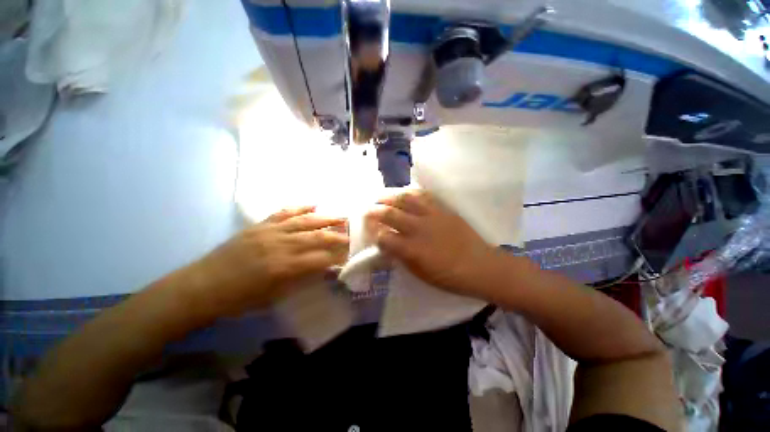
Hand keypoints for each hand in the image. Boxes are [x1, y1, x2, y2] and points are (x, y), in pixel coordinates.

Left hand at [185, 207, 348, 317]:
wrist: (202, 286)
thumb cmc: (239, 299)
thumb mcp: (274, 296)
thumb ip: (301, 279)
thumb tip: (322, 269)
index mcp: (284, 267)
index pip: (320, 259)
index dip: (338, 257)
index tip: (351, 254)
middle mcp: (281, 245)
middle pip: (317, 237)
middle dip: (338, 235)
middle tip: (352, 233)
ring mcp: (270, 232)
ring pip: (304, 221)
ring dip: (326, 218)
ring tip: (341, 216)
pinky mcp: (260, 225)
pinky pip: (283, 212)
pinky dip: (300, 207)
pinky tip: (313, 204)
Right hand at [366, 190, 500, 299]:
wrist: (481, 266)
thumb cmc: (449, 276)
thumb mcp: (421, 274)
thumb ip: (402, 257)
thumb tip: (388, 245)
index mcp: (412, 249)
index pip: (384, 237)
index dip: (374, 234)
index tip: (371, 232)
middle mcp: (418, 229)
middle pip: (390, 214)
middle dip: (374, 211)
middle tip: (367, 210)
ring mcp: (432, 216)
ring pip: (405, 199)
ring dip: (390, 197)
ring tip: (381, 197)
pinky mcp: (443, 209)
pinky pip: (424, 195)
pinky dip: (411, 192)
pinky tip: (405, 193)